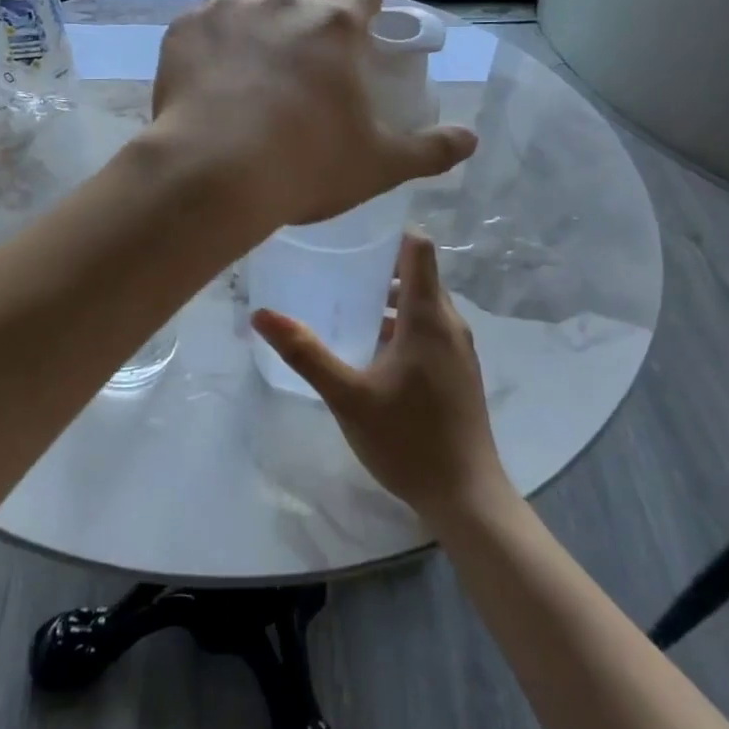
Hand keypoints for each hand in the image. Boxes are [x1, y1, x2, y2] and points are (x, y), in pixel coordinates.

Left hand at [148, 0, 476, 231]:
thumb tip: (472, 139)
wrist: (214, 174)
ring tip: (241, 64)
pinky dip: (205, 42)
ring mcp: (228, 12)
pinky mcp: (184, 30)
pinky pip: (198, 22)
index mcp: (335, 27)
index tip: (362, 16)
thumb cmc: (306, 166)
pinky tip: (203, 77)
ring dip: (247, 18)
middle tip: (291, 42)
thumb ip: (430, 149)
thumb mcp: (379, 164)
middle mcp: (283, 5)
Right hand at [252, 232, 512, 521]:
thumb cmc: (408, 439)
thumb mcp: (348, 396)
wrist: (466, 497)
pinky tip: (367, 348)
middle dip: (378, 265)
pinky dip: (399, 324)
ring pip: (421, 305)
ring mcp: (458, 349)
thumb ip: (305, 353)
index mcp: (428, 317)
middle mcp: (449, 323)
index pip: (418, 247)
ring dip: (386, 298)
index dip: (389, 231)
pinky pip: (428, 329)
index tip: (353, 231)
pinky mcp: (457, 371)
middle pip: (417, 274)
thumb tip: (261, 314)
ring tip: (342, 303)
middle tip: (333, 266)